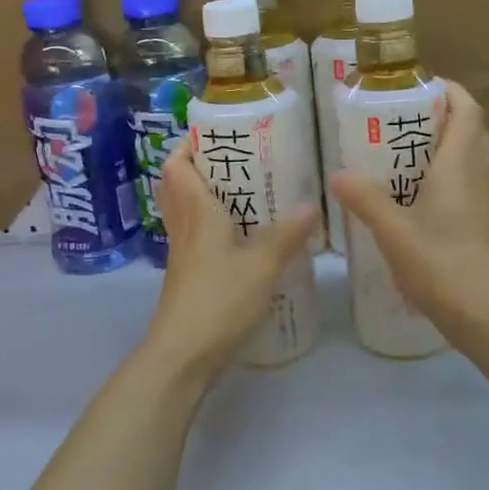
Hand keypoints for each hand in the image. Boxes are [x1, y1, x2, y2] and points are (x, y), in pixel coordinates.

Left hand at [143, 139, 318, 380]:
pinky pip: (196, 237)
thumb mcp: (262, 265)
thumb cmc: (219, 300)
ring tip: (247, 192)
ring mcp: (183, 253)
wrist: (183, 354)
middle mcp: (184, 226)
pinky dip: (214, 227)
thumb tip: (311, 204)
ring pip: (187, 211)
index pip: (177, 165)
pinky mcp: (188, 276)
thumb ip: (287, 234)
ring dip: (208, 196)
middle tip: (239, 160)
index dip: (189, 145)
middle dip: (202, 167)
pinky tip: (245, 237)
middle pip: (179, 185)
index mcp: (197, 212)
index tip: (216, 134)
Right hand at [329, 81, 488, 343]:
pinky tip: (410, 197)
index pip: (467, 110)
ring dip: (439, 147)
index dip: (449, 89)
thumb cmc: (443, 267)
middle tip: (394, 120)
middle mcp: (477, 176)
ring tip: (395, 155)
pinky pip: (463, 183)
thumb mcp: (394, 234)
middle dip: (436, 116)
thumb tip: (337, 173)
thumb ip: (366, 200)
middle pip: (466, 130)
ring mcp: (483, 202)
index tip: (417, 84)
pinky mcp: (482, 224)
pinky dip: (440, 176)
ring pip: (466, 158)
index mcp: (459, 167)